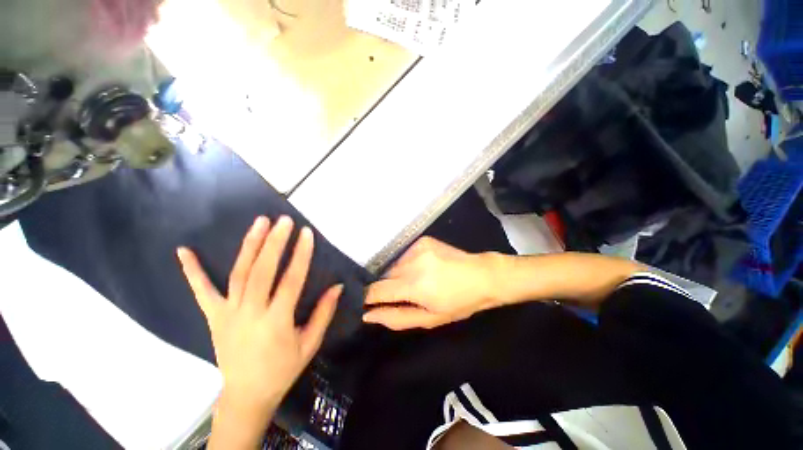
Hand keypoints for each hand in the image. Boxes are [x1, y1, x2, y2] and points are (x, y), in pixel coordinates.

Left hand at [177, 216, 341, 409]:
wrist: (246, 395)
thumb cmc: (283, 369)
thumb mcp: (310, 344)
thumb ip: (324, 313)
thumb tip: (337, 286)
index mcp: (276, 322)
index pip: (291, 280)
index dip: (300, 255)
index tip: (306, 233)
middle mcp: (250, 313)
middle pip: (262, 272)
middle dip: (275, 243)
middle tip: (283, 221)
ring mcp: (228, 314)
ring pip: (238, 274)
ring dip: (249, 245)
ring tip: (259, 222)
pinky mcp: (213, 317)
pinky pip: (201, 292)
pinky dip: (192, 271)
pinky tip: (184, 251)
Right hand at [363, 237, 498, 329]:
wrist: (483, 276)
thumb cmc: (459, 303)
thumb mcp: (429, 319)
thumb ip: (396, 317)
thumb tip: (368, 314)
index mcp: (414, 285)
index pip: (376, 290)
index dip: (368, 298)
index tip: (367, 304)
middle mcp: (412, 262)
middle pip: (384, 276)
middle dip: (388, 287)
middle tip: (405, 295)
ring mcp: (417, 247)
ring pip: (394, 265)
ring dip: (399, 275)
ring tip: (417, 281)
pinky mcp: (422, 240)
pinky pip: (405, 255)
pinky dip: (408, 264)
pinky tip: (424, 268)